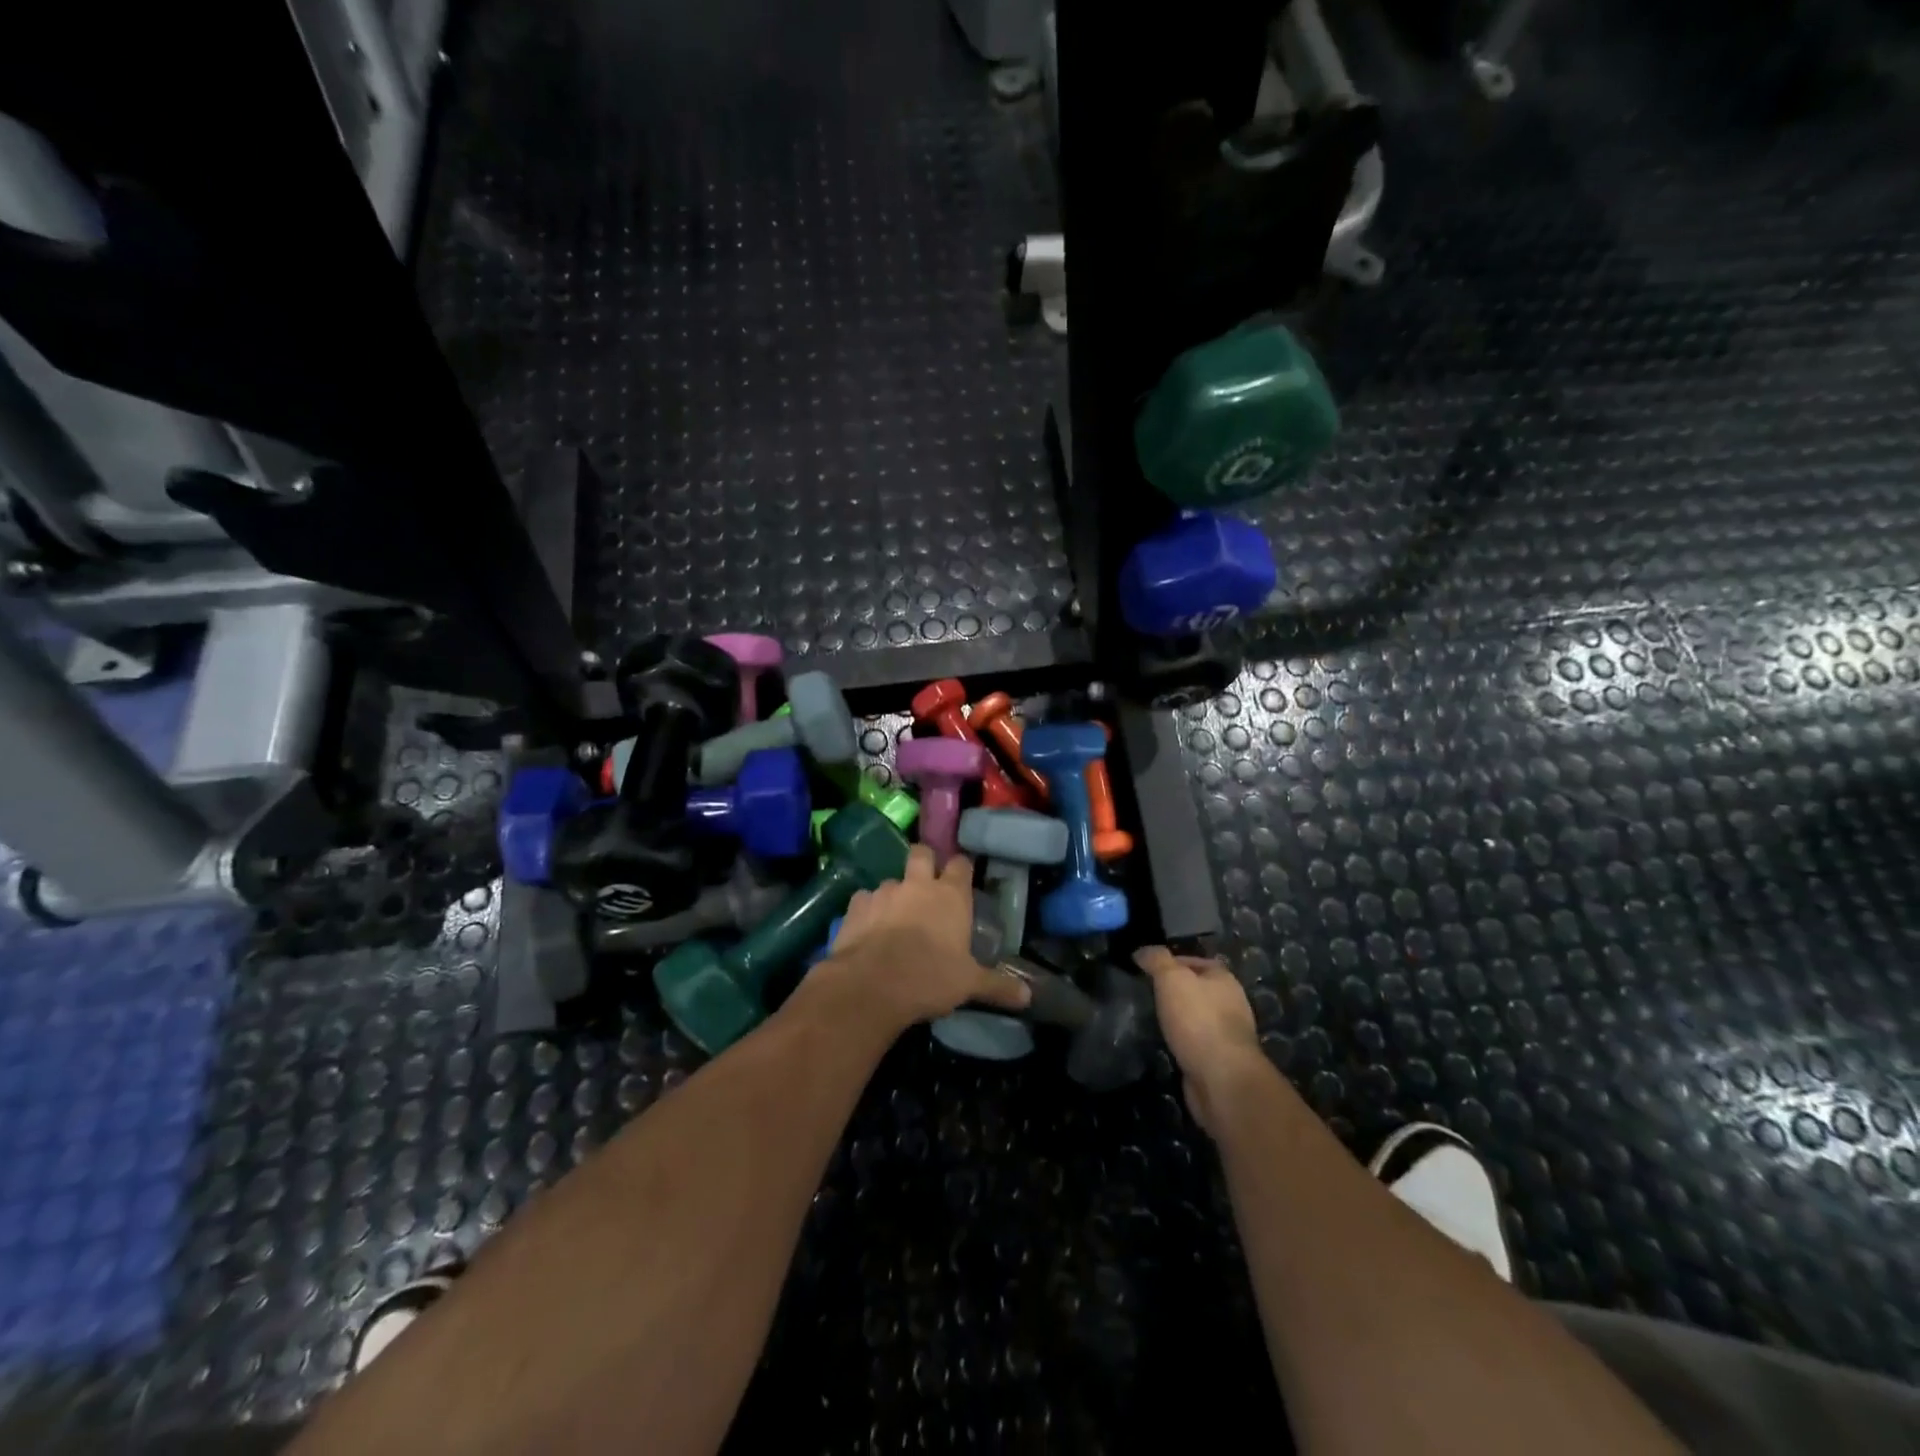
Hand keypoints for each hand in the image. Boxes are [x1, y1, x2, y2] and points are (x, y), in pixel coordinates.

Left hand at [816, 845, 1029, 1033]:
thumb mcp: (969, 985)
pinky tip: (868, 928)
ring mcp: (884, 892)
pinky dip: (868, 909)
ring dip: (895, 893)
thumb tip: (1028, 997)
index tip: (962, 876)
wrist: (871, 985)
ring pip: (891, 880)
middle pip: (921, 853)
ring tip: (895, 915)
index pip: (960, 864)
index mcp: (950, 895)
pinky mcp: (856, 906)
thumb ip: (997, 986)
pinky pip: (864, 899)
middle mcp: (917, 885)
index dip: (961, 868)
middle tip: (926, 882)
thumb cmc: (930, 978)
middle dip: (924, 861)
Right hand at [1134, 946, 1267, 1135]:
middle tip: (1146, 993)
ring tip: (1151, 1018)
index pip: (1195, 961)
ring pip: (1196, 1017)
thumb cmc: (1198, 1020)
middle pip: (1197, 989)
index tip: (1146, 969)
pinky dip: (1182, 1041)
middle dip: (1174, 991)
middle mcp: (1230, 1003)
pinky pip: (1196, 1042)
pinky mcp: (1220, 1061)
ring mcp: (1227, 1034)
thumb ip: (1157, 960)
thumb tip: (1142, 951)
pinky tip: (1165, 1043)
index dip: (1170, 962)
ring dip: (1177, 1018)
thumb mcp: (1171, 979)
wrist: (1222, 1078)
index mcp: (1224, 979)